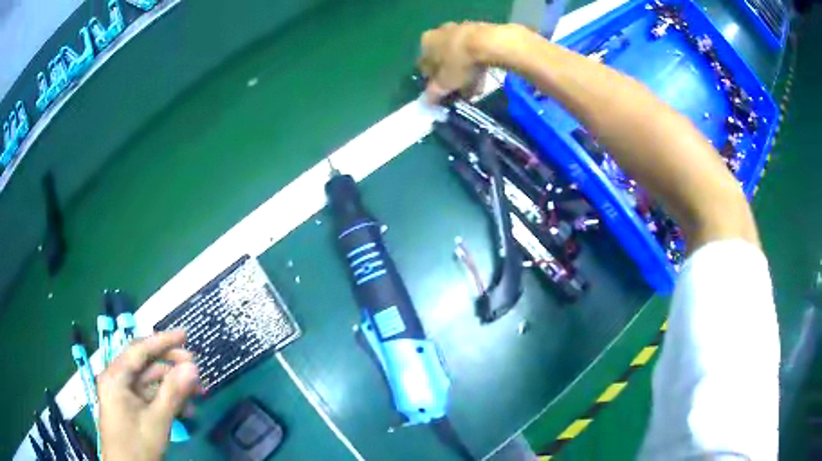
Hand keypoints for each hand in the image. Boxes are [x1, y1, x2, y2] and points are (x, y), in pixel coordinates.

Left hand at [98, 330, 199, 460]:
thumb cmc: (137, 444)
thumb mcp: (157, 420)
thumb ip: (173, 392)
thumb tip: (193, 367)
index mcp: (116, 376)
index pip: (139, 350)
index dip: (163, 340)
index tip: (185, 335)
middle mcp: (117, 379)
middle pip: (145, 364)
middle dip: (171, 366)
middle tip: (196, 368)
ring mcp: (123, 393)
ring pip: (150, 381)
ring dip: (173, 386)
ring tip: (198, 394)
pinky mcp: (130, 406)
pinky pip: (149, 396)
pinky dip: (167, 400)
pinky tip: (187, 410)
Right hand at [419, 22, 525, 102]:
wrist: (487, 42)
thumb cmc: (459, 63)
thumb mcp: (444, 83)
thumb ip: (433, 93)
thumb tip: (426, 101)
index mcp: (426, 43)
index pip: (424, 65)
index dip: (433, 81)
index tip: (443, 92)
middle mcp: (439, 32)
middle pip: (444, 58)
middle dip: (452, 76)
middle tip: (462, 91)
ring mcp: (459, 27)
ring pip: (460, 54)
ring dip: (467, 71)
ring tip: (476, 87)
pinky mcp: (479, 28)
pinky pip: (474, 49)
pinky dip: (477, 62)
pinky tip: (484, 75)